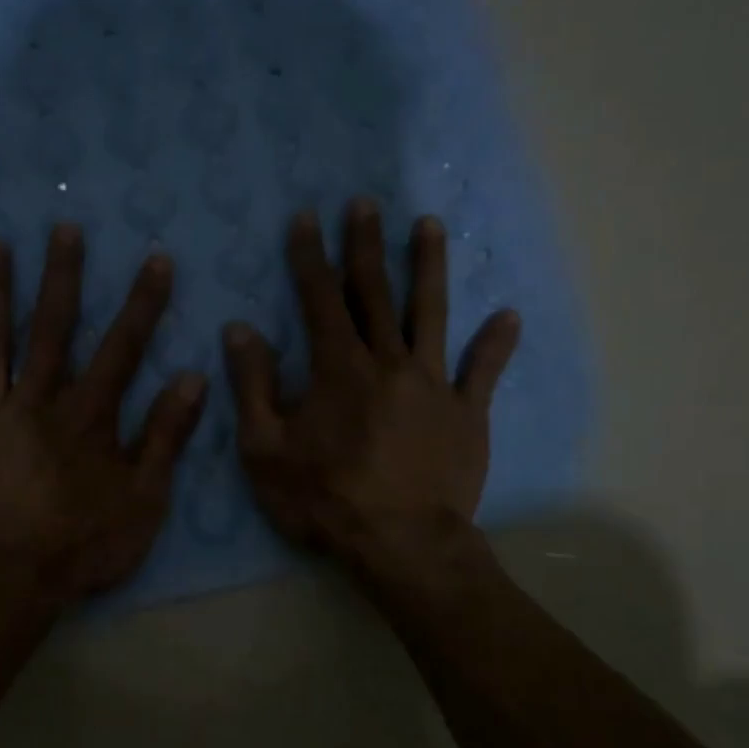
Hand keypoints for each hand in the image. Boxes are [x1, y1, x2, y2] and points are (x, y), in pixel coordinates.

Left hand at [0, 224, 207, 605]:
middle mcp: (36, 401)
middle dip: (62, 276)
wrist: (3, 587)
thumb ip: (165, 437)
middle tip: (63, 227)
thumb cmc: (79, 547)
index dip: (142, 303)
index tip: (154, 258)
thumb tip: (192, 378)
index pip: (121, 348)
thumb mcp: (142, 500)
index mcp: (86, 416)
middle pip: (52, 329)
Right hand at [222, 200, 519, 568]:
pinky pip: (482, 372)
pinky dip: (495, 344)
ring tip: (430, 225)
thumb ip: (253, 386)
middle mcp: (387, 362)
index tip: (306, 217)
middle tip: (365, 203)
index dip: (310, 256)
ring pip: (431, 314)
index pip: (320, 298)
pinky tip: (508, 316)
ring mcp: (433, 384)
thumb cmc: (324, 498)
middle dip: (366, 244)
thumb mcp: (265, 449)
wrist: (400, 544)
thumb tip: (239, 330)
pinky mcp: (466, 413)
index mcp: (338, 368)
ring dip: (429, 267)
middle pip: (376, 292)